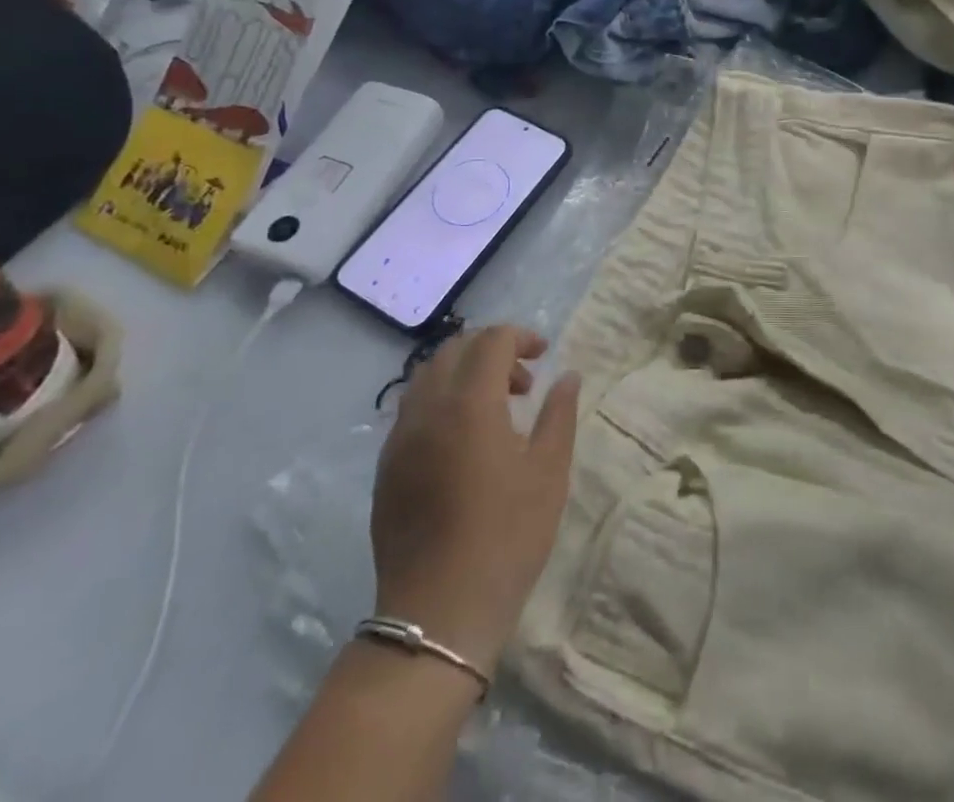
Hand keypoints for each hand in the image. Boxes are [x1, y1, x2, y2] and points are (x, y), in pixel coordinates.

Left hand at [368, 326, 581, 674]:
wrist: (438, 615)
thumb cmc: (506, 537)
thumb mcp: (548, 473)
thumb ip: (558, 414)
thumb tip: (567, 376)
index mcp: (469, 404)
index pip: (491, 342)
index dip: (520, 338)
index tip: (544, 356)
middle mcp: (427, 409)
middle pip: (455, 350)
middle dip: (491, 351)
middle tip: (522, 382)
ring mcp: (400, 438)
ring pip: (428, 376)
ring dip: (463, 373)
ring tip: (494, 407)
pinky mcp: (386, 467)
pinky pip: (412, 409)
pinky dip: (441, 401)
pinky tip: (463, 439)